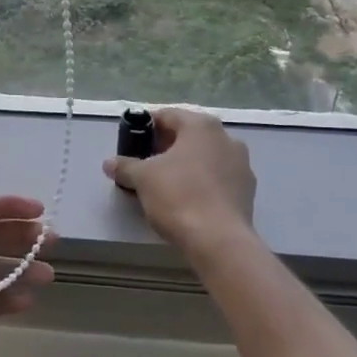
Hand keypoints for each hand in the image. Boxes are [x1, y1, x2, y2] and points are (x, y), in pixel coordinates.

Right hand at [102, 107, 256, 256]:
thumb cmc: (178, 197)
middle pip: (188, 135)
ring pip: (204, 157)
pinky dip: (200, 182)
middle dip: (165, 147)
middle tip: (143, 163)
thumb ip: (125, 166)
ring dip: (184, 165)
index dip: (145, 127)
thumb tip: (109, 163)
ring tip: (163, 183)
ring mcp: (241, 164)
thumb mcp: (142, 178)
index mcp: (201, 126)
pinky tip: (186, 199)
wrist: (218, 240)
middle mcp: (226, 138)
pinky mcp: (247, 190)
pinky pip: (217, 178)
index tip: (131, 142)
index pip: (167, 116)